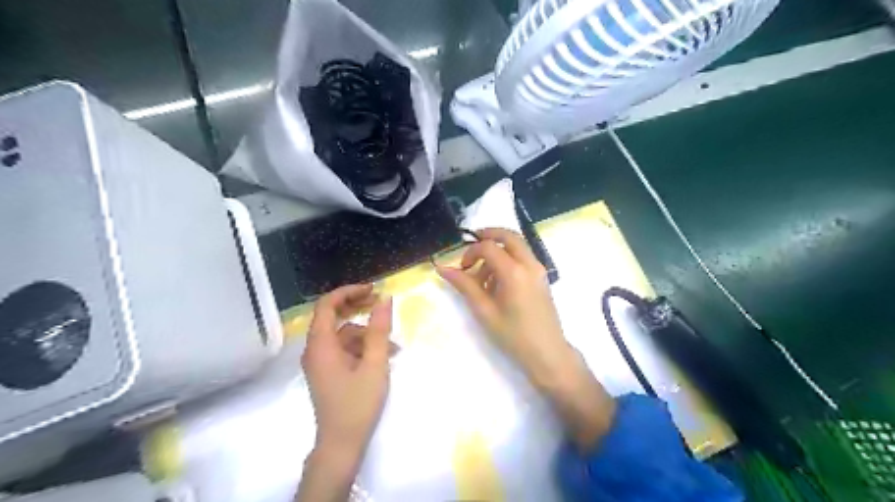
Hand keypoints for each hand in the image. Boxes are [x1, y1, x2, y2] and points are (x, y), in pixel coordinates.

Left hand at [296, 284, 392, 499]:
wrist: (342, 444)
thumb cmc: (357, 404)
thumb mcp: (374, 364)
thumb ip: (378, 330)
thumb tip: (385, 299)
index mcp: (321, 345)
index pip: (327, 305)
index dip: (349, 292)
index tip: (373, 290)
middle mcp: (315, 349)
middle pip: (333, 317)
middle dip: (358, 308)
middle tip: (381, 304)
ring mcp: (321, 361)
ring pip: (343, 335)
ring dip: (367, 334)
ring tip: (393, 345)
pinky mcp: (328, 371)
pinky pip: (345, 349)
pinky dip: (363, 348)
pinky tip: (384, 356)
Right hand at [436, 227, 568, 388]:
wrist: (547, 353)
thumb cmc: (513, 335)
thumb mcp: (484, 311)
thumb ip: (464, 285)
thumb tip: (442, 268)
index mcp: (514, 272)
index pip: (489, 247)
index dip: (470, 252)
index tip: (461, 268)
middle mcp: (529, 264)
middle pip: (508, 235)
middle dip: (488, 236)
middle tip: (471, 250)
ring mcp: (539, 269)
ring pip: (517, 245)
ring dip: (498, 250)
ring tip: (483, 277)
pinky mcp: (542, 277)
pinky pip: (523, 257)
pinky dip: (508, 259)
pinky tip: (497, 282)